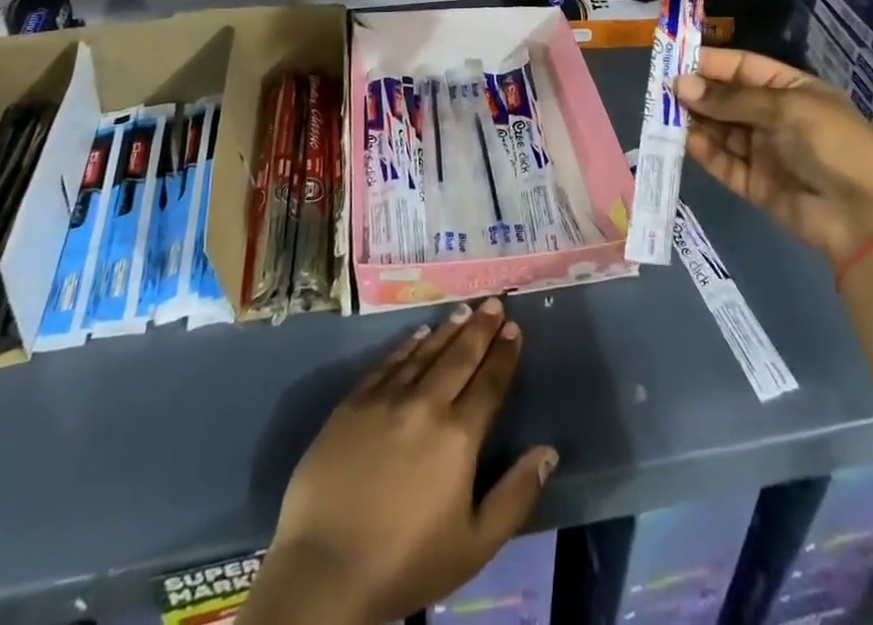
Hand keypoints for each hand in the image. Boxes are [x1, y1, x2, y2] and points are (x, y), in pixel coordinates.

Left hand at [247, 299, 557, 624]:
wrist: (324, 570)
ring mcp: (386, 399)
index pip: (489, 383)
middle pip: (459, 357)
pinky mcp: (353, 403)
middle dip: (480, 328)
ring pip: (425, 353)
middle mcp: (426, 404)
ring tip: (464, 310)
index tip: (514, 329)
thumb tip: (548, 451)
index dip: (504, 354)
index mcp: (458, 436)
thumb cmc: (405, 564)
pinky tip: (418, 333)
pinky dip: (407, 345)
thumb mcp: (474, 546)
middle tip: (494, 302)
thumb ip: (515, 496)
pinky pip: (387, 363)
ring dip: (447, 330)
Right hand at [674, 48, 872, 268]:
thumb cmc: (831, 145)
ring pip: (722, 131)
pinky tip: (687, 142)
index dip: (711, 63)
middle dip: (698, 93)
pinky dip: (706, 153)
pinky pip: (725, 163)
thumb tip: (681, 85)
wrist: (864, 218)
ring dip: (696, 122)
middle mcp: (776, 117)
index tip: (674, 61)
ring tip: (664, 115)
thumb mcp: (785, 109)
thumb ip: (732, 98)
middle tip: (661, 91)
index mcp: (792, 90)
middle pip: (728, 99)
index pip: (744, 67)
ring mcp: (766, 151)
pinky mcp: (756, 184)